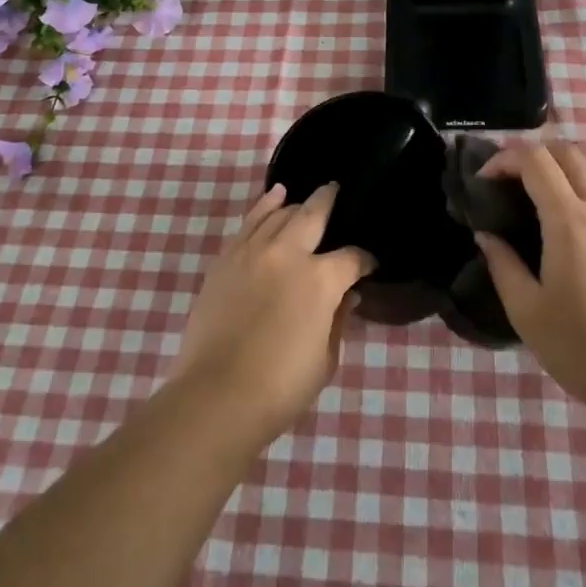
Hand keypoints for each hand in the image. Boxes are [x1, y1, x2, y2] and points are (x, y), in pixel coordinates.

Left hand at [170, 183, 374, 444]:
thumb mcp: (325, 360)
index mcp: (321, 279)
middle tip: (338, 191)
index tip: (368, 265)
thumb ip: (338, 320)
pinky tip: (274, 196)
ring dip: (296, 203)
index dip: (365, 260)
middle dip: (330, 200)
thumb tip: (347, 296)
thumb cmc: (280, 387)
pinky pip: (249, 221)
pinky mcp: (226, 258)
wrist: (217, 395)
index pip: (352, 257)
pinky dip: (264, 205)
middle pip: (314, 213)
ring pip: (279, 211)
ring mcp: (254, 251)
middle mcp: (289, 253)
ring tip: (304, 196)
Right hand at [475, 141, 585, 406]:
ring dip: (550, 174)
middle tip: (502, 180)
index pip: (536, 159)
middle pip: (566, 152)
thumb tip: (487, 236)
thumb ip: (502, 264)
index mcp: (568, 219)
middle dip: (531, 153)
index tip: (481, 182)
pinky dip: (565, 194)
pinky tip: (547, 232)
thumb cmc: (582, 344)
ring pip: (583, 174)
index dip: (504, 158)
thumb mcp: (527, 310)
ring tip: (520, 205)